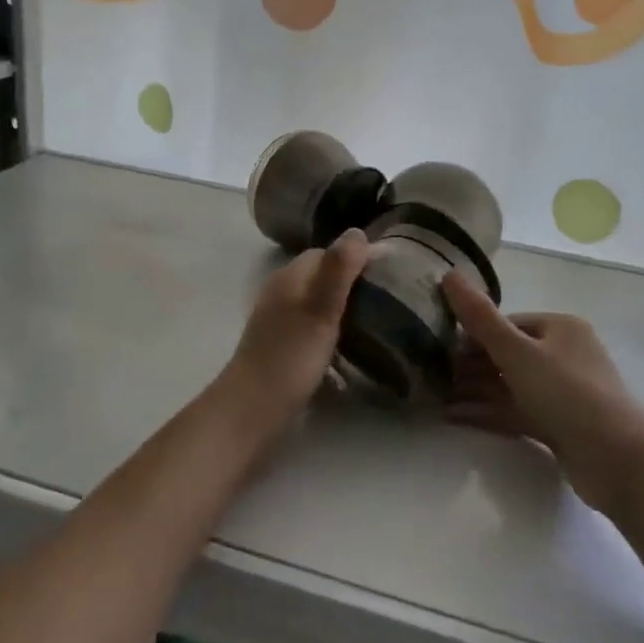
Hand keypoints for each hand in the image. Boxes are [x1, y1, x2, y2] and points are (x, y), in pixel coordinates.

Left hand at [219, 229, 370, 434]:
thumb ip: (339, 270)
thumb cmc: (289, 357)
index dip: (356, 258)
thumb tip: (358, 231)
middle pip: (323, 279)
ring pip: (319, 308)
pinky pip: (314, 334)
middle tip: (391, 302)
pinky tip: (353, 357)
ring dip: (345, 314)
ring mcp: (280, 324)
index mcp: (289, 278)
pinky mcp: (283, 351)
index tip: (389, 272)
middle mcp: (282, 295)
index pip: (326, 253)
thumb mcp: (320, 310)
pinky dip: (334, 339)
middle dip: (354, 286)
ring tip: (379, 327)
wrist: (252, 411)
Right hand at [441, 272, 643, 512]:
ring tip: (434, 398)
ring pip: (509, 386)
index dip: (471, 334)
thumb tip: (448, 274)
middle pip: (506, 355)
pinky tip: (454, 417)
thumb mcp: (517, 352)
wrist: (621, 462)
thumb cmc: (569, 394)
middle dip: (469, 366)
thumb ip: (480, 317)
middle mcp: (564, 355)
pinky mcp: (560, 426)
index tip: (436, 347)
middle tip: (429, 375)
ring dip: (473, 391)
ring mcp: (563, 393)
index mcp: (560, 328)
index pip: (506, 323)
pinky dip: (487, 413)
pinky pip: (516, 411)